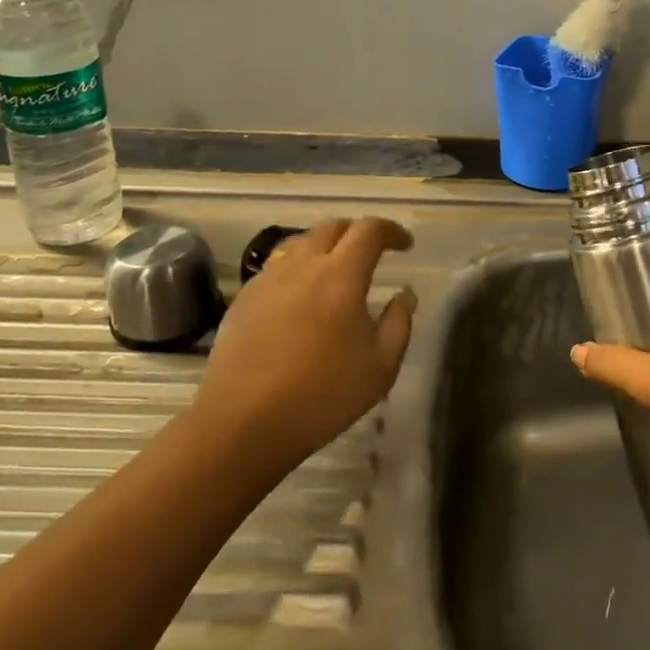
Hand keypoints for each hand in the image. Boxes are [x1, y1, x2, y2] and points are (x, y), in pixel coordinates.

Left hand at [189, 217, 416, 480]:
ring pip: (300, 243)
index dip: (391, 231)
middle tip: (372, 252)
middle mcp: (302, 265)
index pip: (369, 230)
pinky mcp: (244, 298)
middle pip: (332, 227)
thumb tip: (404, 295)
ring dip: (325, 246)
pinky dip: (297, 268)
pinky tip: (300, 297)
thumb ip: (398, 323)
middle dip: (357, 232)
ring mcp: (268, 279)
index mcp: (341, 276)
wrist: (243, 422)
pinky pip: (276, 267)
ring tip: (336, 270)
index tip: (405, 245)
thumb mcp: (380, 367)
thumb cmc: (322, 395)